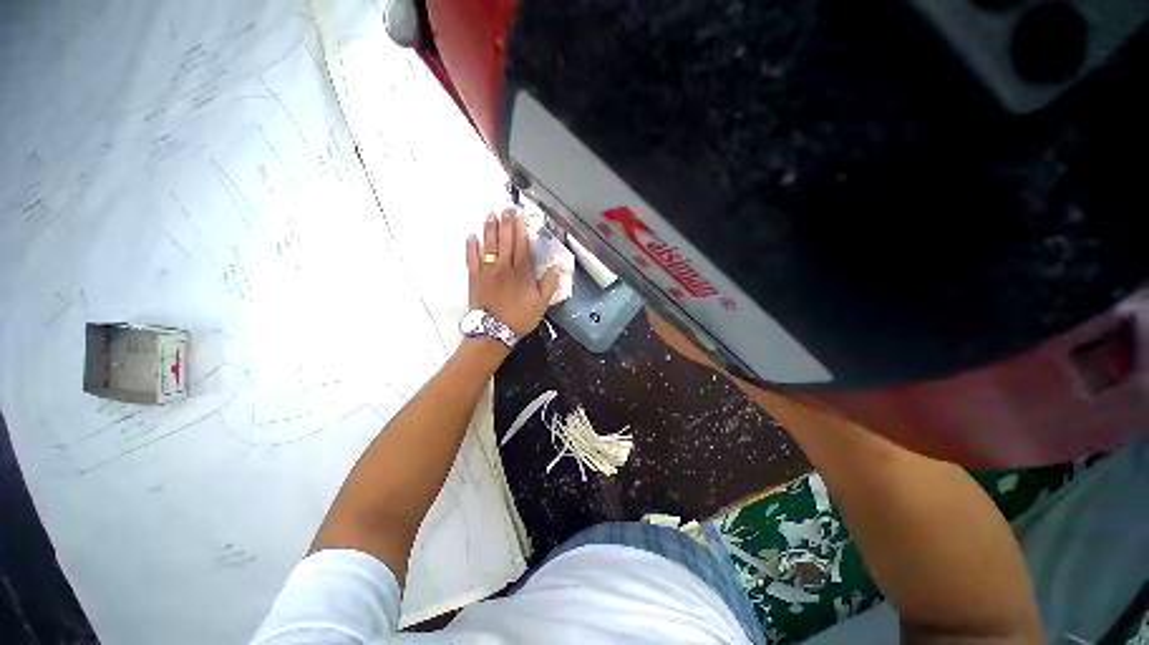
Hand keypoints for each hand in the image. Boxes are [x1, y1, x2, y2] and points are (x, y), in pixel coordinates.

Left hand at [467, 209, 559, 336]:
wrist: (494, 331)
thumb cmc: (520, 317)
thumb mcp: (542, 303)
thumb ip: (550, 283)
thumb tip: (559, 265)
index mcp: (521, 272)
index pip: (521, 245)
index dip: (521, 229)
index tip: (519, 215)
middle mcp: (504, 267)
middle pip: (505, 241)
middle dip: (506, 224)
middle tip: (505, 208)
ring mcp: (487, 271)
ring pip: (488, 246)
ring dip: (489, 230)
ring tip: (489, 215)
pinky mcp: (474, 278)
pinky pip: (471, 259)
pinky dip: (471, 247)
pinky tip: (471, 236)